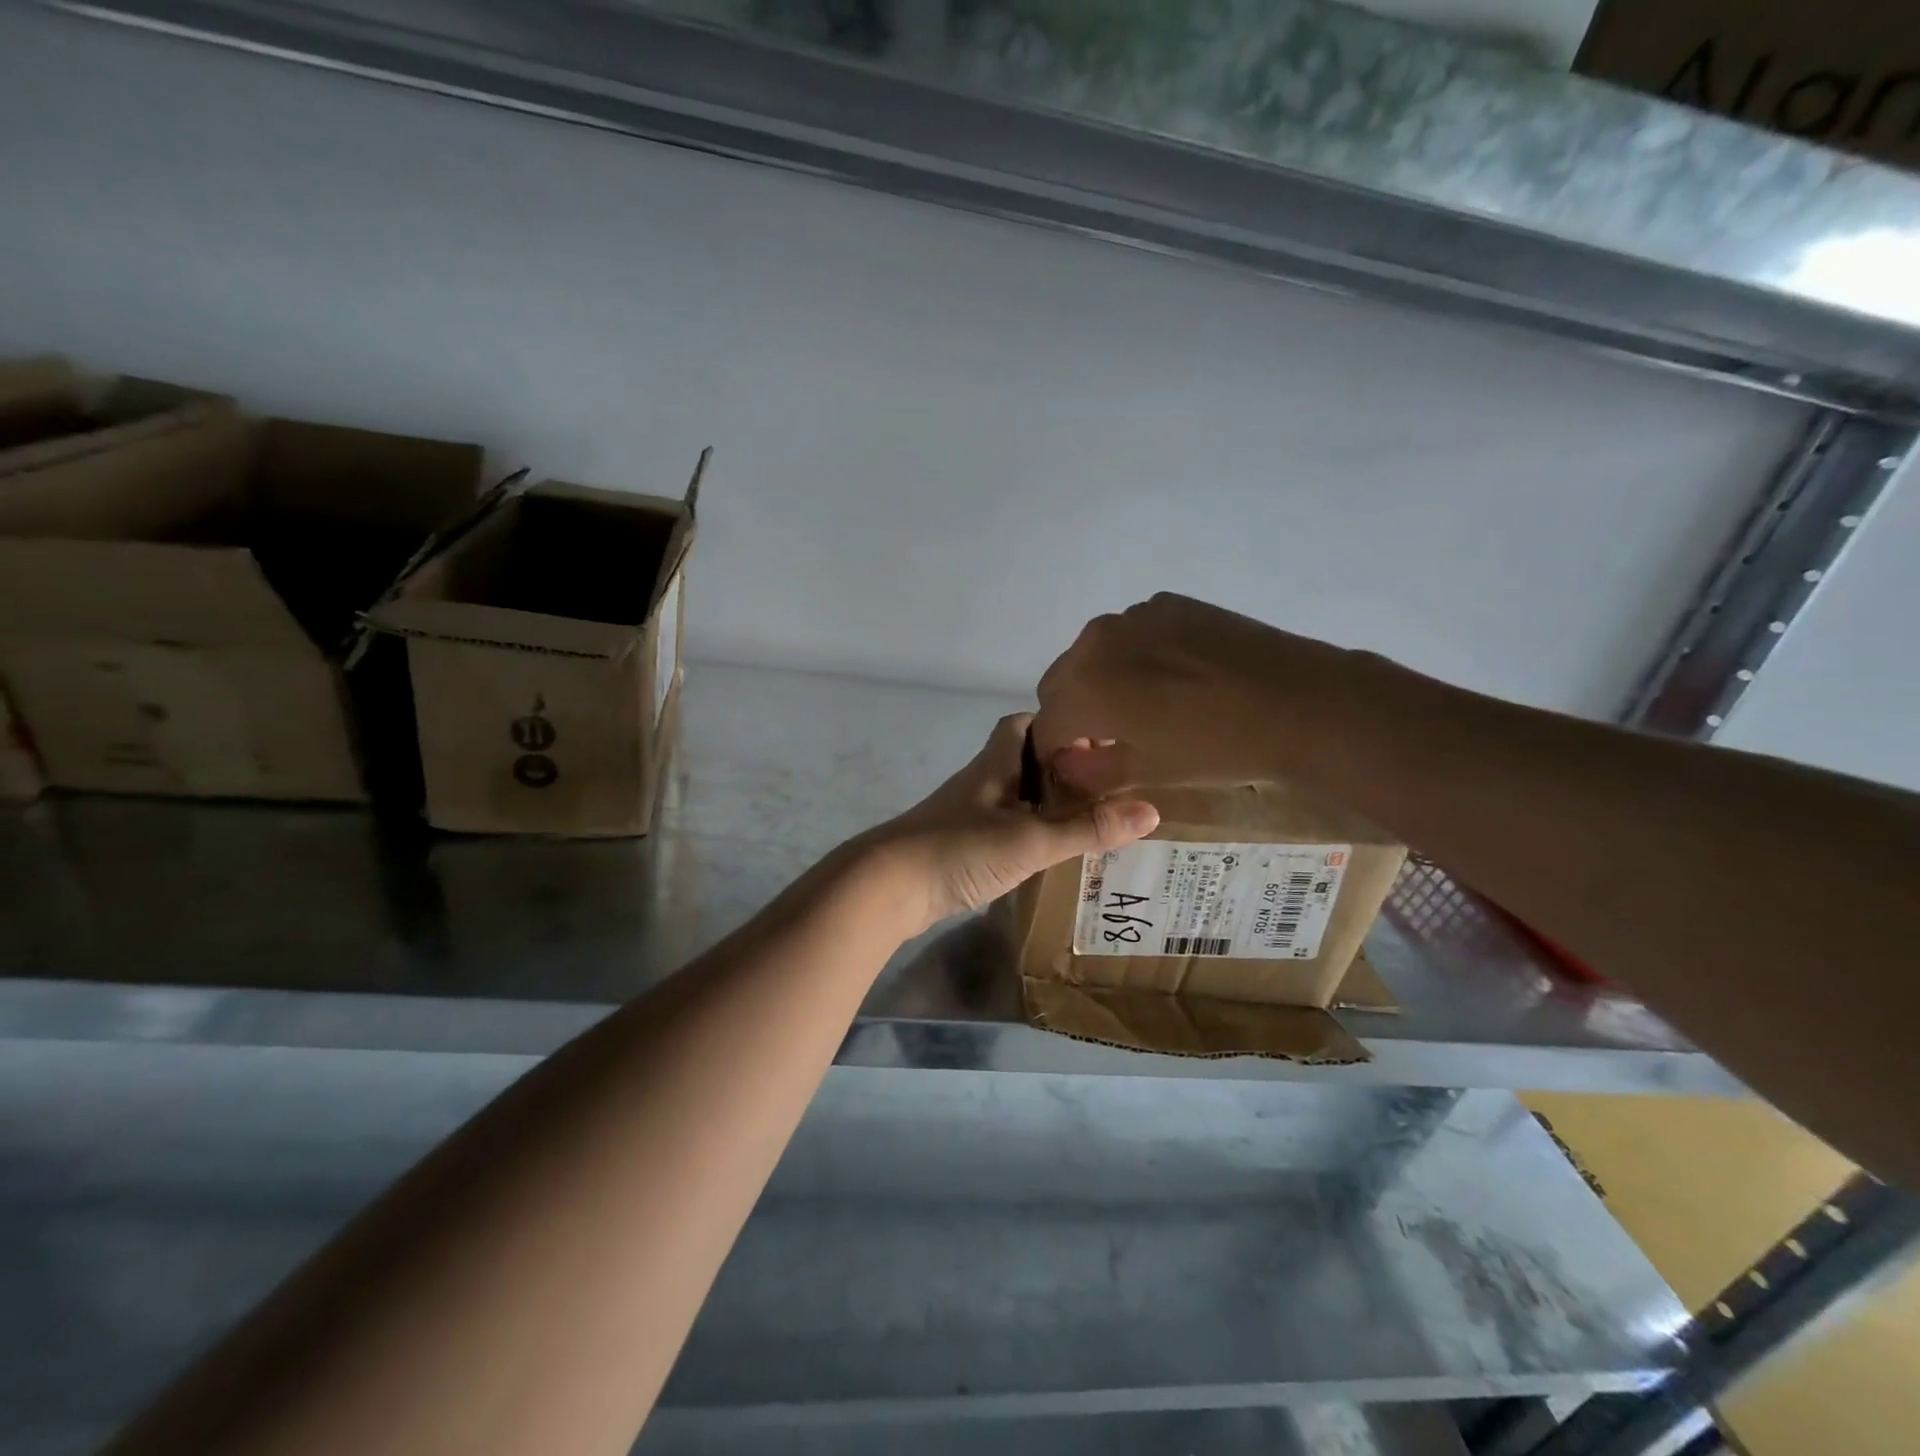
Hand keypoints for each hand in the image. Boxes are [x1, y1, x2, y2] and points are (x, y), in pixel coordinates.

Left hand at [862, 714, 1158, 935]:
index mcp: (994, 765)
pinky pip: (1004, 831)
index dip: (1056, 723)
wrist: (886, 888)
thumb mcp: (1030, 839)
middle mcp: (981, 783)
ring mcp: (967, 816)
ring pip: (1014, 799)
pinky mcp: (960, 848)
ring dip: (1046, 805)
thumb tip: (1150, 811)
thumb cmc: (957, 848)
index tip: (1096, 737)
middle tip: (1107, 785)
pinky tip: (1051, 856)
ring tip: (1092, 820)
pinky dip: (1029, 836)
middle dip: (1060, 769)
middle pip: (1022, 762)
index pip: (1022, 724)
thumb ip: (1086, 828)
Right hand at [1035, 593, 1364, 796]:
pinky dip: (1135, 656)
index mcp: (1082, 687)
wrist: (1300, 702)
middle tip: (1111, 739)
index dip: (1057, 752)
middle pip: (1061, 683)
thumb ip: (1089, 771)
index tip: (1080, 767)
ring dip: (1102, 681)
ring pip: (1094, 654)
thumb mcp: (1146, 773)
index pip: (1046, 725)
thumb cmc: (1216, 748)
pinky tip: (1176, 676)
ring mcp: (1133, 615)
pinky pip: (1131, 633)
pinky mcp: (1168, 603)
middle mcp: (1095, 641)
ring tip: (1147, 705)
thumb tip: (1065, 762)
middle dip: (1074, 712)